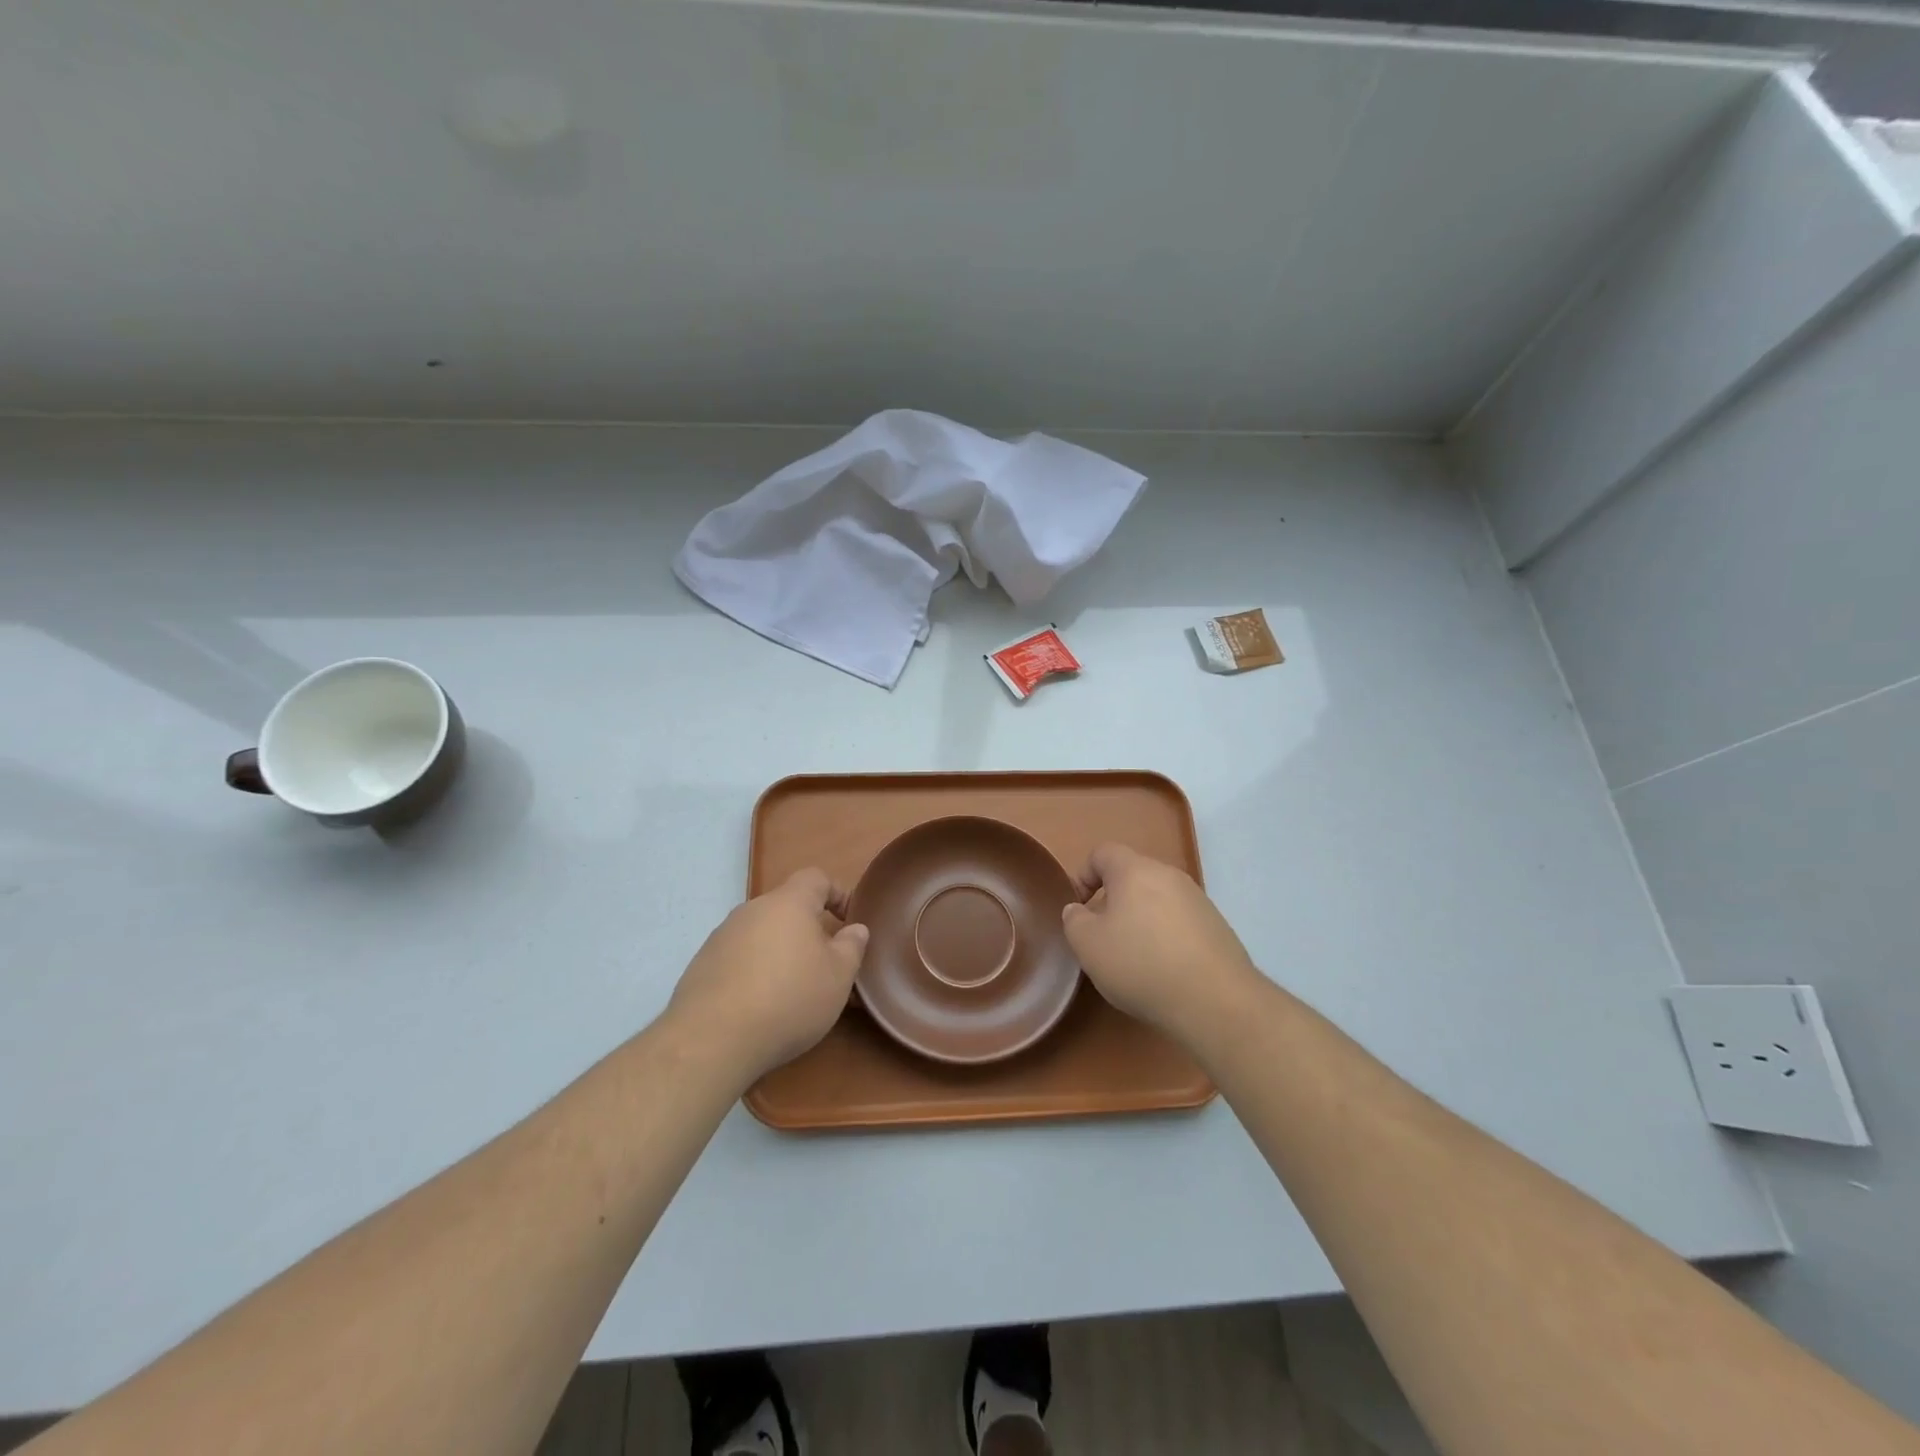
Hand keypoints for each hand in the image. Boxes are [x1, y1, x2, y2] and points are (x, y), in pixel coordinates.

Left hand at [667, 869, 868, 1084]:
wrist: (712, 1039)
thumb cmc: (788, 998)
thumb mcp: (838, 976)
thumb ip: (852, 946)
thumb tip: (855, 929)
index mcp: (788, 903)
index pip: (815, 878)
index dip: (836, 893)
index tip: (848, 922)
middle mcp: (751, 910)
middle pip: (786, 908)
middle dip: (808, 930)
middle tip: (824, 964)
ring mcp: (722, 937)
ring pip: (761, 935)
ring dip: (779, 953)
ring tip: (792, 991)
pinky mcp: (701, 966)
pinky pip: (738, 959)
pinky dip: (753, 973)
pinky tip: (759, 1007)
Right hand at [1062, 844, 1261, 1050]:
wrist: (1215, 1000)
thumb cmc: (1141, 964)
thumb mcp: (1088, 945)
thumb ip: (1074, 920)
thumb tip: (1079, 910)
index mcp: (1135, 870)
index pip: (1103, 853)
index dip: (1083, 876)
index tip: (1079, 909)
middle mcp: (1169, 875)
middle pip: (1132, 876)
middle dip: (1113, 901)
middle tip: (1104, 936)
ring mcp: (1198, 900)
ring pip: (1158, 899)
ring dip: (1141, 920)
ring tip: (1135, 958)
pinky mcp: (1217, 927)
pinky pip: (1180, 921)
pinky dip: (1166, 937)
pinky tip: (1165, 970)